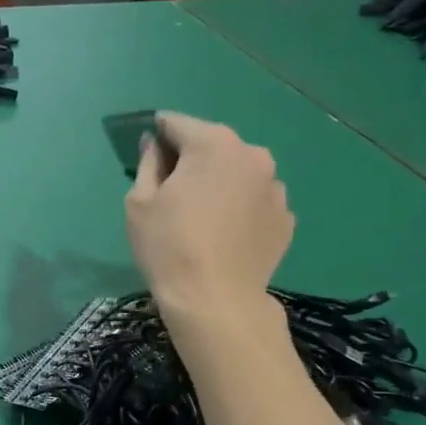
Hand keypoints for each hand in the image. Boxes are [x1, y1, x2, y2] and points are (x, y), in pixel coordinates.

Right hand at [125, 111, 294, 338]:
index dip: (157, 135)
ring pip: (237, 174)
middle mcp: (252, 155)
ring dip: (219, 184)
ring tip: (202, 220)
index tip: (147, 154)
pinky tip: (224, 237)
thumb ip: (147, 163)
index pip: (177, 124)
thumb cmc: (168, 246)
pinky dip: (240, 210)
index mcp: (213, 144)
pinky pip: (255, 202)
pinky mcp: (286, 218)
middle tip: (172, 193)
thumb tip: (154, 144)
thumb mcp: (139, 202)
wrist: (216, 301)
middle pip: (212, 146)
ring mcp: (275, 187)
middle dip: (191, 161)